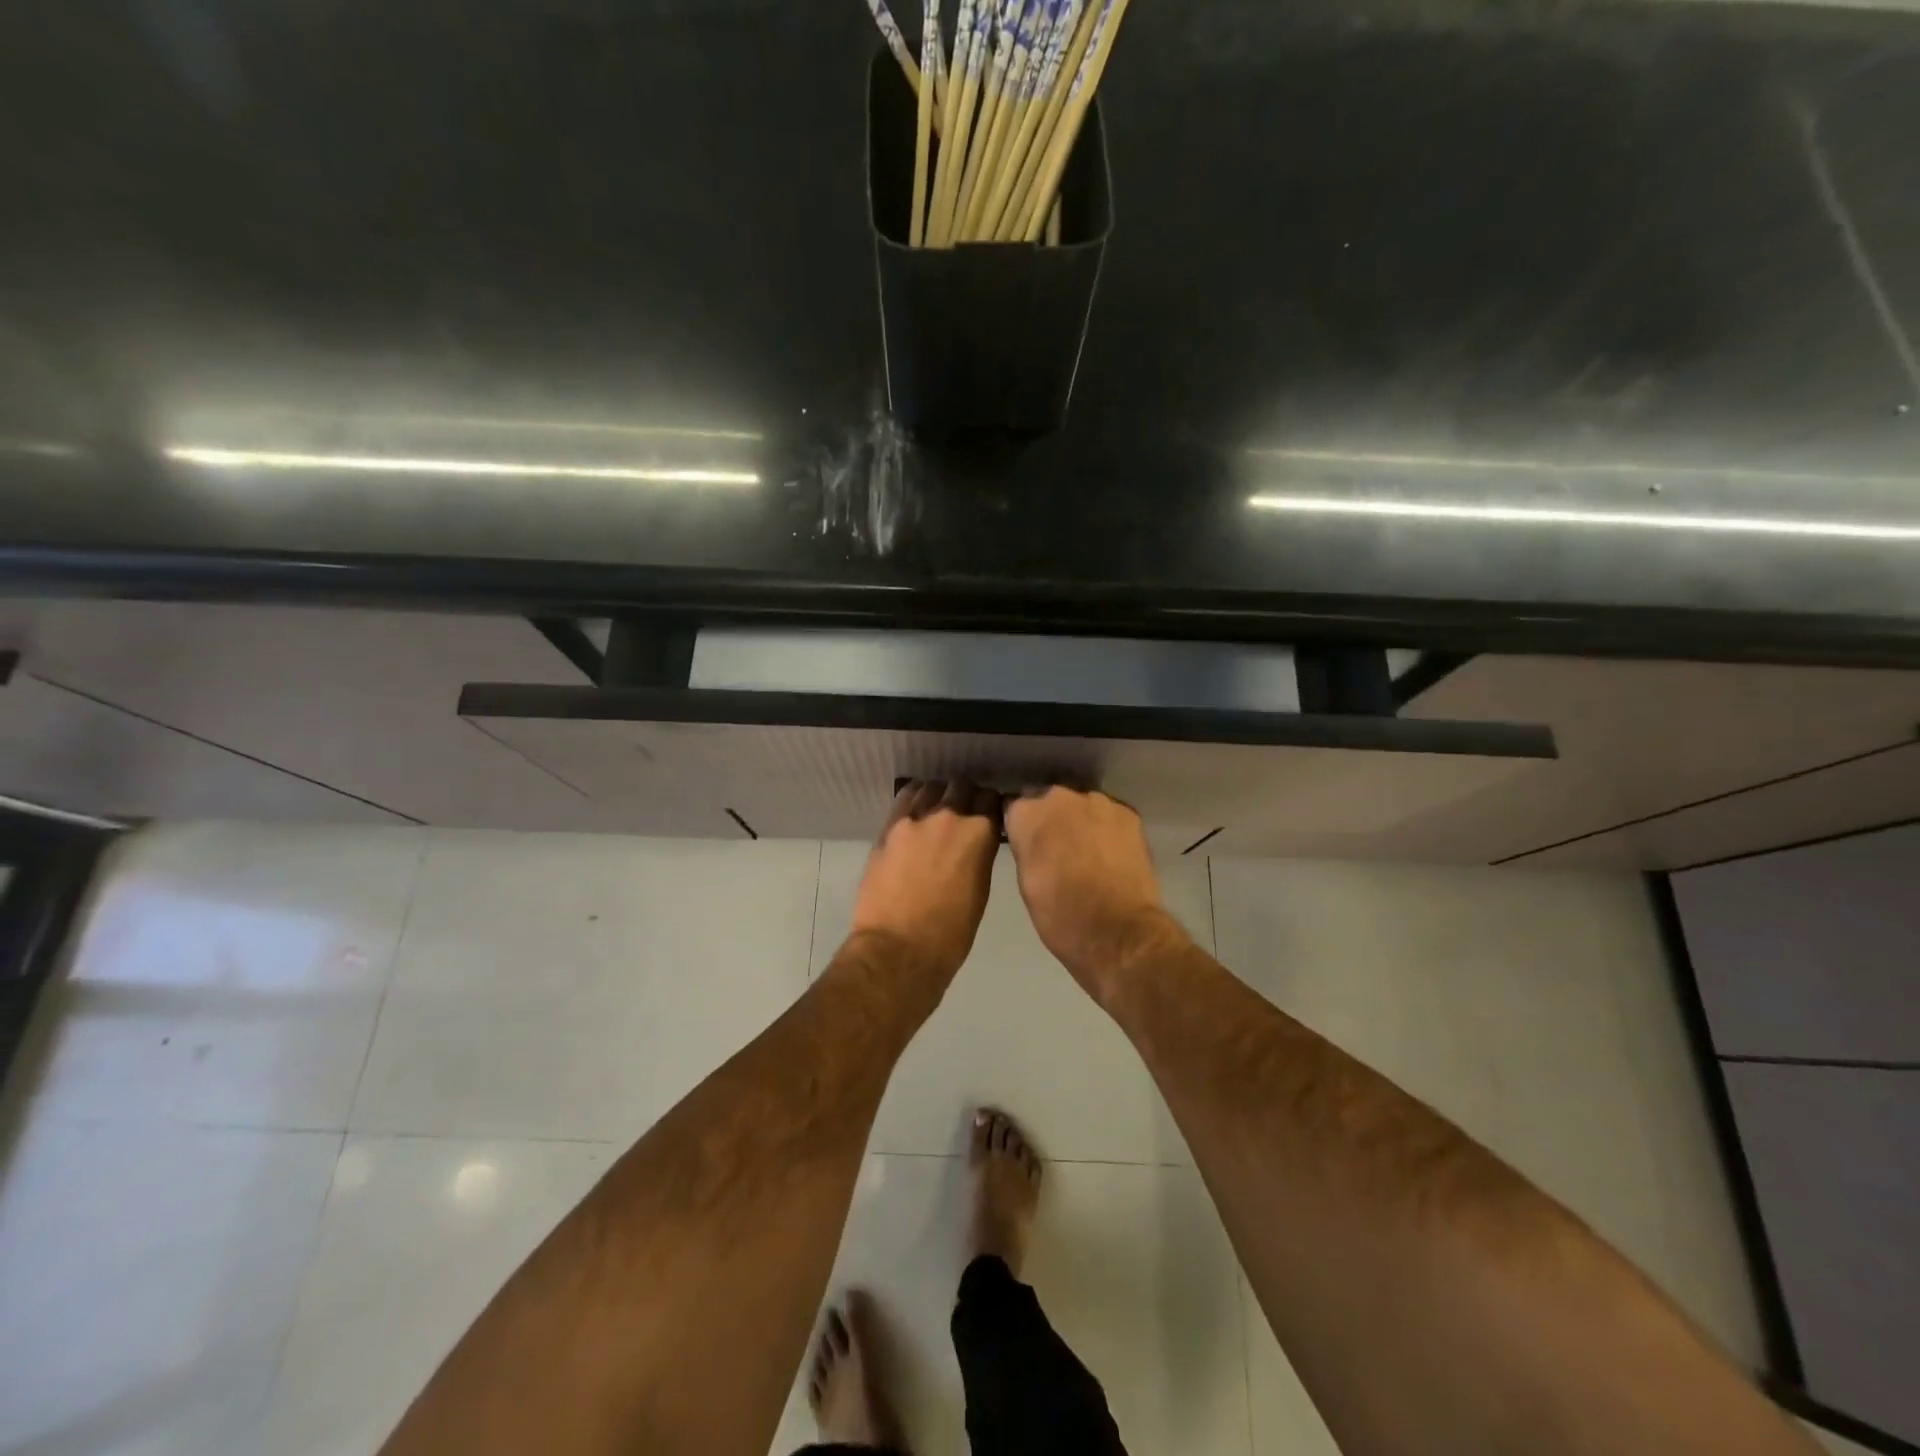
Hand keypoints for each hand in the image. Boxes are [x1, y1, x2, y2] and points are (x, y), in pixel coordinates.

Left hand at [847, 781, 1001, 991]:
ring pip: (931, 788)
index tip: (988, 814)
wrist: (899, 950)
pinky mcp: (888, 827)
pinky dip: (913, 800)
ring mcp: (915, 819)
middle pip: (961, 786)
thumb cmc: (950, 934)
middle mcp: (949, 816)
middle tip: (963, 812)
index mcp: (980, 834)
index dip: (990, 806)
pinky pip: (904, 798)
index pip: (991, 798)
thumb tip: (976, 843)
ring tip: (936, 810)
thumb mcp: (980, 891)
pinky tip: (914, 811)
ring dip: (938, 795)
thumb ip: (980, 855)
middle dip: (965, 796)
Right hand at [1004, 786, 1187, 1001]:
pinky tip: (1111, 854)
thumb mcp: (1026, 881)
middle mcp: (1060, 797)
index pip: (1014, 806)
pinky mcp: (1129, 814)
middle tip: (1058, 850)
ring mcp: (1098, 802)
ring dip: (1081, 821)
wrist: (1118, 932)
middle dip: (1052, 818)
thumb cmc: (1060, 915)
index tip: (1027, 843)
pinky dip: (1107, 829)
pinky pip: (1109, 815)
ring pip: (1082, 805)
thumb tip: (1032, 839)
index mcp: (1027, 814)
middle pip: (1050, 800)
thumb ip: (1026, 847)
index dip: (1021, 826)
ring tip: (1089, 853)